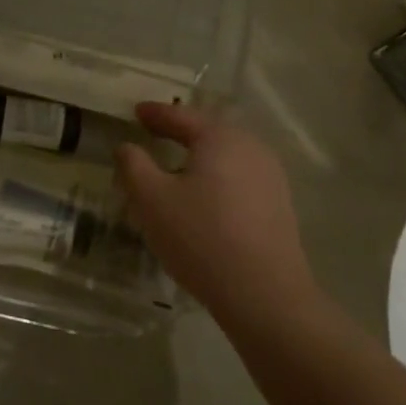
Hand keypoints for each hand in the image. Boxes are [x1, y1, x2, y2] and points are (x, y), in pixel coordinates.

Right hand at [115, 103, 316, 319]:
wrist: (263, 293)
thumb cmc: (200, 237)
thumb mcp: (151, 200)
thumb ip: (133, 166)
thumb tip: (127, 146)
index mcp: (220, 138)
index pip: (181, 116)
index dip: (155, 113)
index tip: (136, 111)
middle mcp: (251, 148)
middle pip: (209, 132)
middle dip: (180, 131)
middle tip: (155, 132)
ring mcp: (270, 176)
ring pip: (226, 156)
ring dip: (199, 156)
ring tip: (175, 164)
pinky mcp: (278, 204)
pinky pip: (239, 178)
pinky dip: (216, 178)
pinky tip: (203, 196)